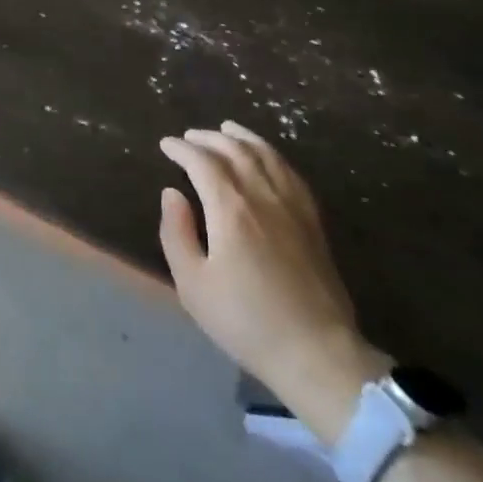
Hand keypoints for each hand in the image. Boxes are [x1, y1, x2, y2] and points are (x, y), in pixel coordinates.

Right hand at [159, 122, 373, 398]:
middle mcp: (262, 195)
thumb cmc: (246, 322)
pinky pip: (290, 172)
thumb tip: (171, 193)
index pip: (202, 162)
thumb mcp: (194, 285)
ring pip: (265, 154)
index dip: (182, 149)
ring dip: (242, 136)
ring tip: (227, 128)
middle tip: (190, 136)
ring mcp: (292, 204)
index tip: (166, 144)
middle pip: (234, 150)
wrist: (316, 352)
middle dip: (209, 138)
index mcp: (231, 208)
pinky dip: (272, 154)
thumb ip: (176, 233)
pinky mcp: (313, 219)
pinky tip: (266, 156)